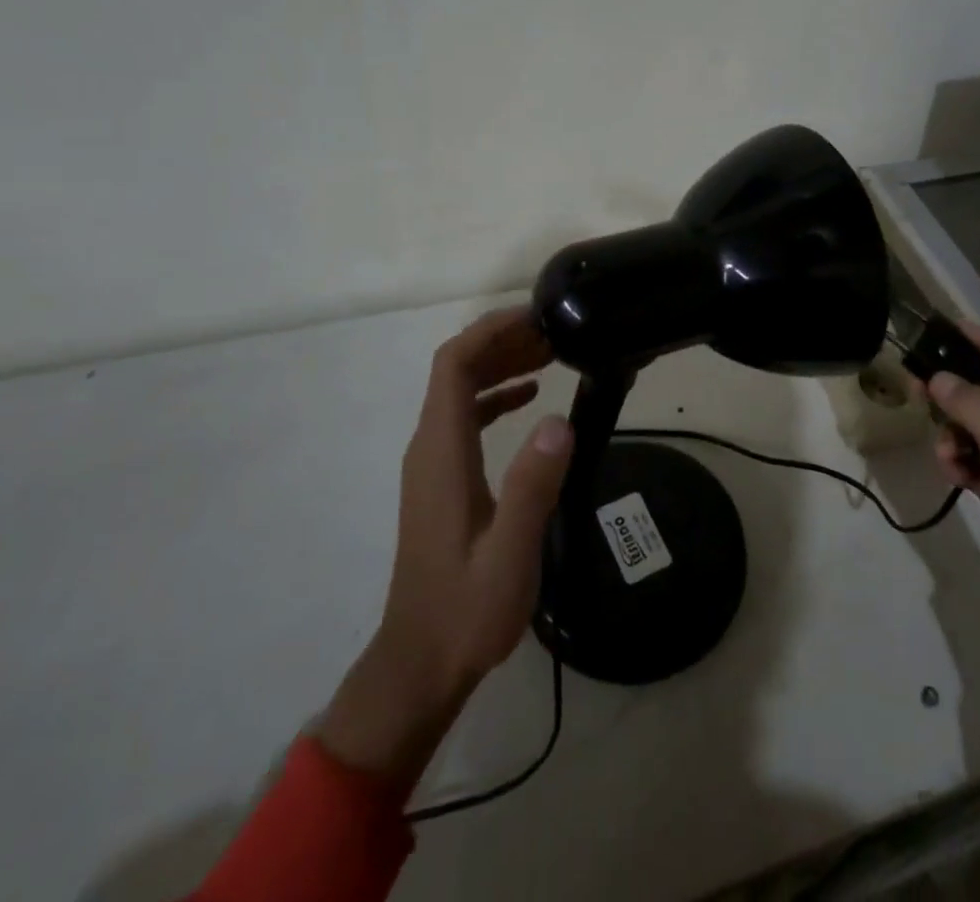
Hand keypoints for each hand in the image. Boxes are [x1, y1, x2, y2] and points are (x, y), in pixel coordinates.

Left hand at [318, 307, 573, 783]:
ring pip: (460, 390)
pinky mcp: (442, 480)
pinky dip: (496, 395)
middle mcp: (429, 447)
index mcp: (441, 452)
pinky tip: (530, 398)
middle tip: (556, 332)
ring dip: (501, 364)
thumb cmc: (467, 609)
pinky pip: (465, 417)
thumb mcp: (509, 553)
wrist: (420, 663)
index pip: (454, 364)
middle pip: (456, 369)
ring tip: (551, 354)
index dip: (490, 330)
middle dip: (502, 340)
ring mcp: (433, 463)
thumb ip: (532, 486)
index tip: (536, 316)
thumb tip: (558, 420)